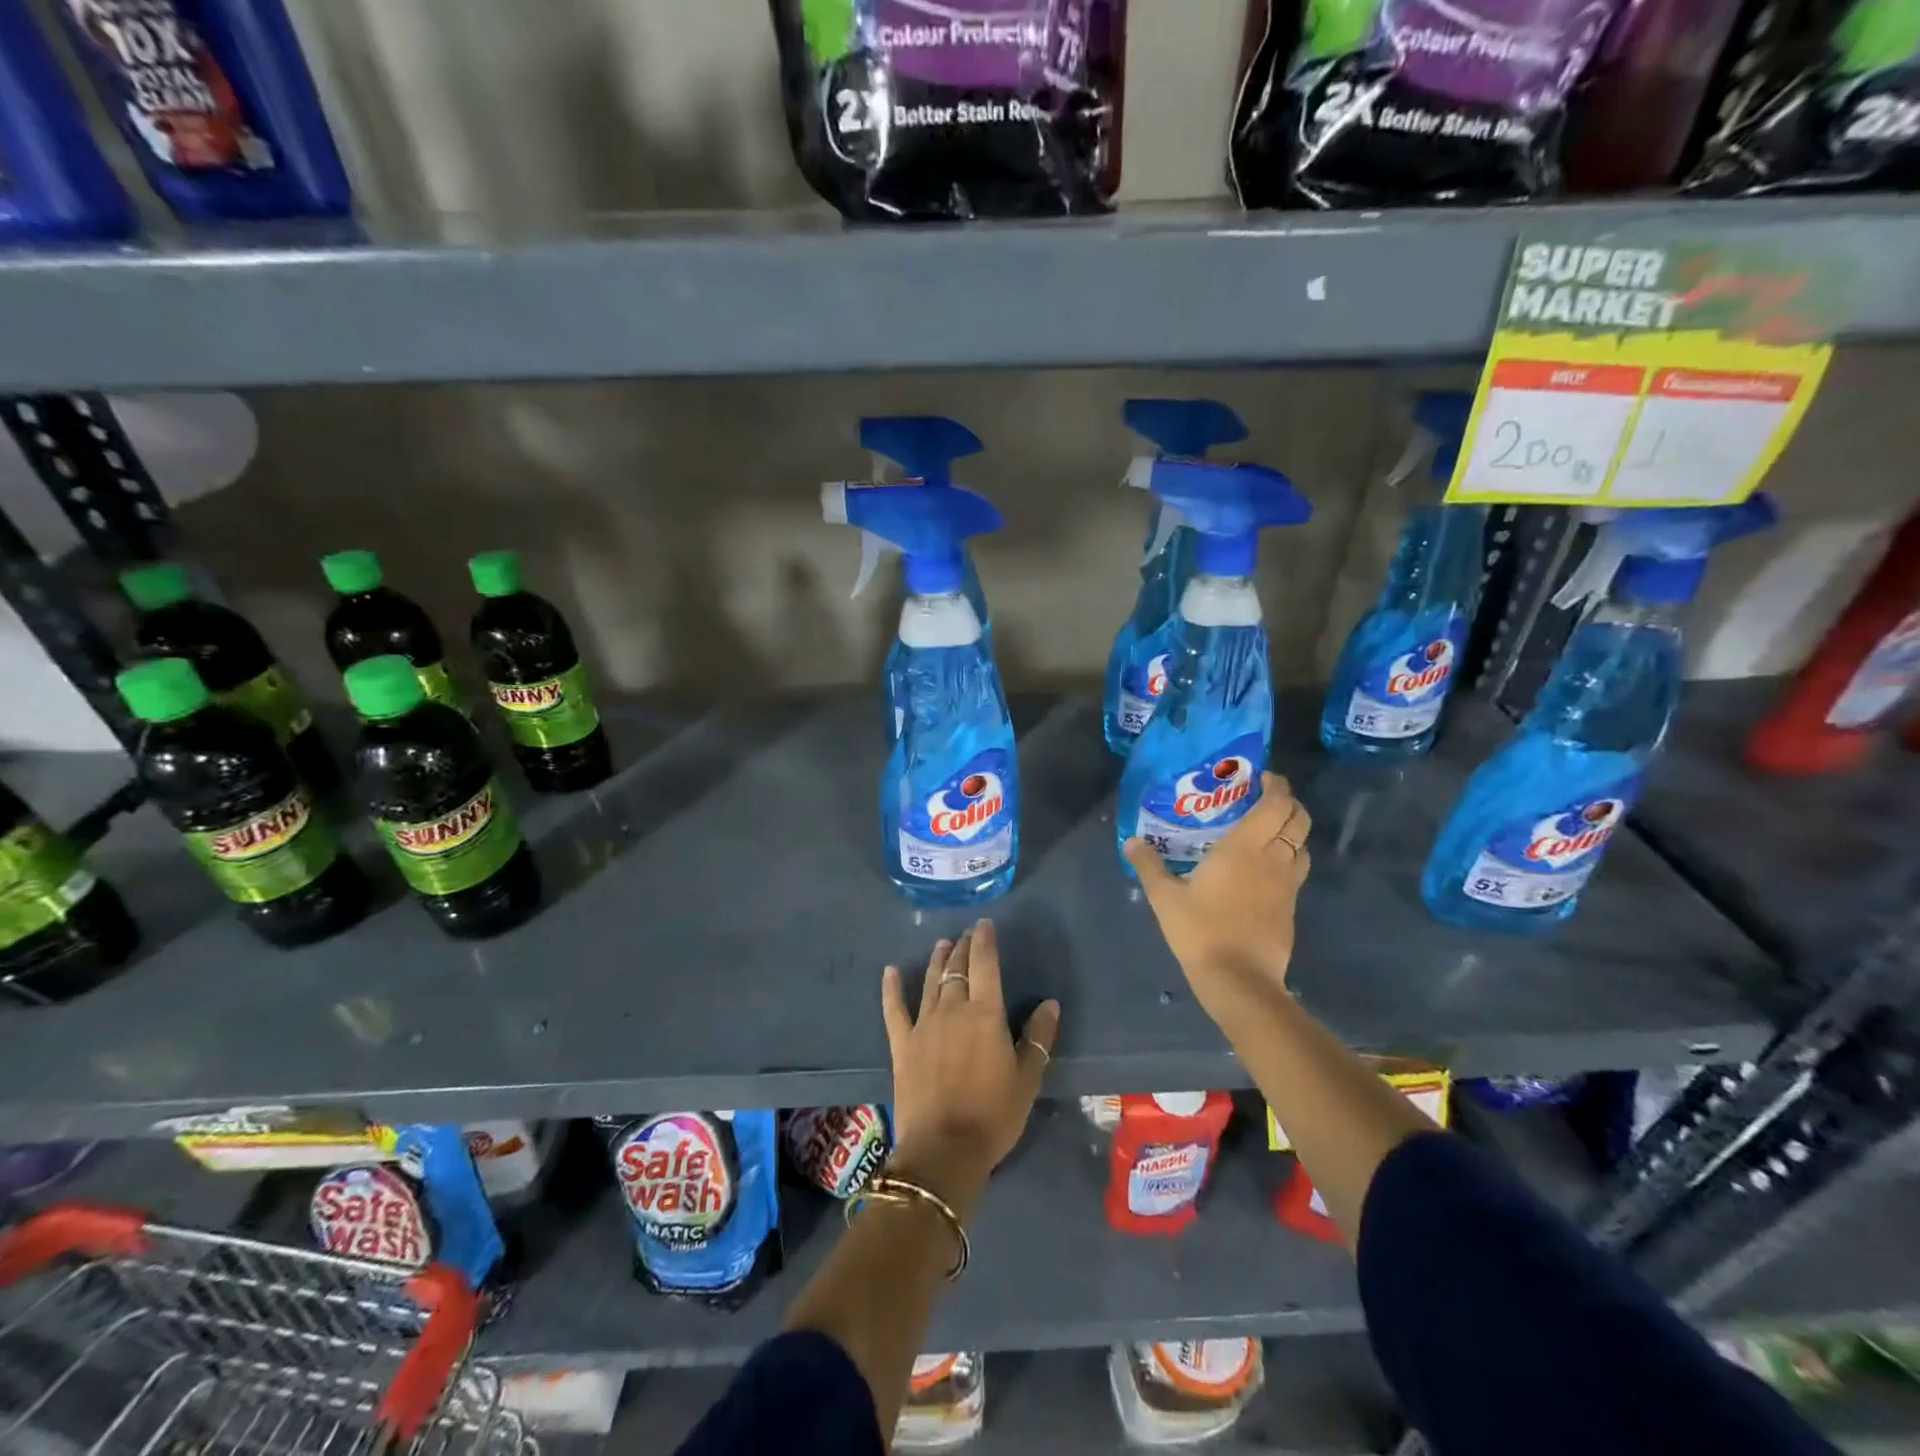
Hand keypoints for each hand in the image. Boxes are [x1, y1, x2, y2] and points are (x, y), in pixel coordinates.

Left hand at [880, 921, 1060, 1217]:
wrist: (943, 1150)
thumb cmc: (993, 1115)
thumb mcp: (1027, 1079)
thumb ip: (1038, 1038)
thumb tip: (1049, 1003)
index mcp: (985, 1013)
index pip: (985, 964)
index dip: (984, 941)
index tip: (985, 925)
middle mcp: (952, 1009)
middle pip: (957, 969)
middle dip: (963, 947)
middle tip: (967, 934)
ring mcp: (923, 1024)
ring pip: (930, 981)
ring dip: (938, 961)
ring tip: (943, 945)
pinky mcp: (902, 1043)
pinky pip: (894, 1008)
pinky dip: (892, 988)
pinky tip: (890, 971)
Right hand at [1123, 772, 1311, 1022]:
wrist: (1239, 980)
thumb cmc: (1201, 930)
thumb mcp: (1164, 897)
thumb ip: (1149, 865)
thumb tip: (1131, 841)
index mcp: (1246, 847)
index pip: (1276, 804)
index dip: (1276, 786)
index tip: (1262, 777)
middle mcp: (1274, 859)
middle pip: (1299, 820)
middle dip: (1289, 804)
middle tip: (1265, 800)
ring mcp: (1287, 885)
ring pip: (1303, 846)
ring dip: (1292, 832)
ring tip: (1267, 832)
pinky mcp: (1291, 907)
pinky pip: (1297, 871)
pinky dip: (1288, 859)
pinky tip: (1265, 869)